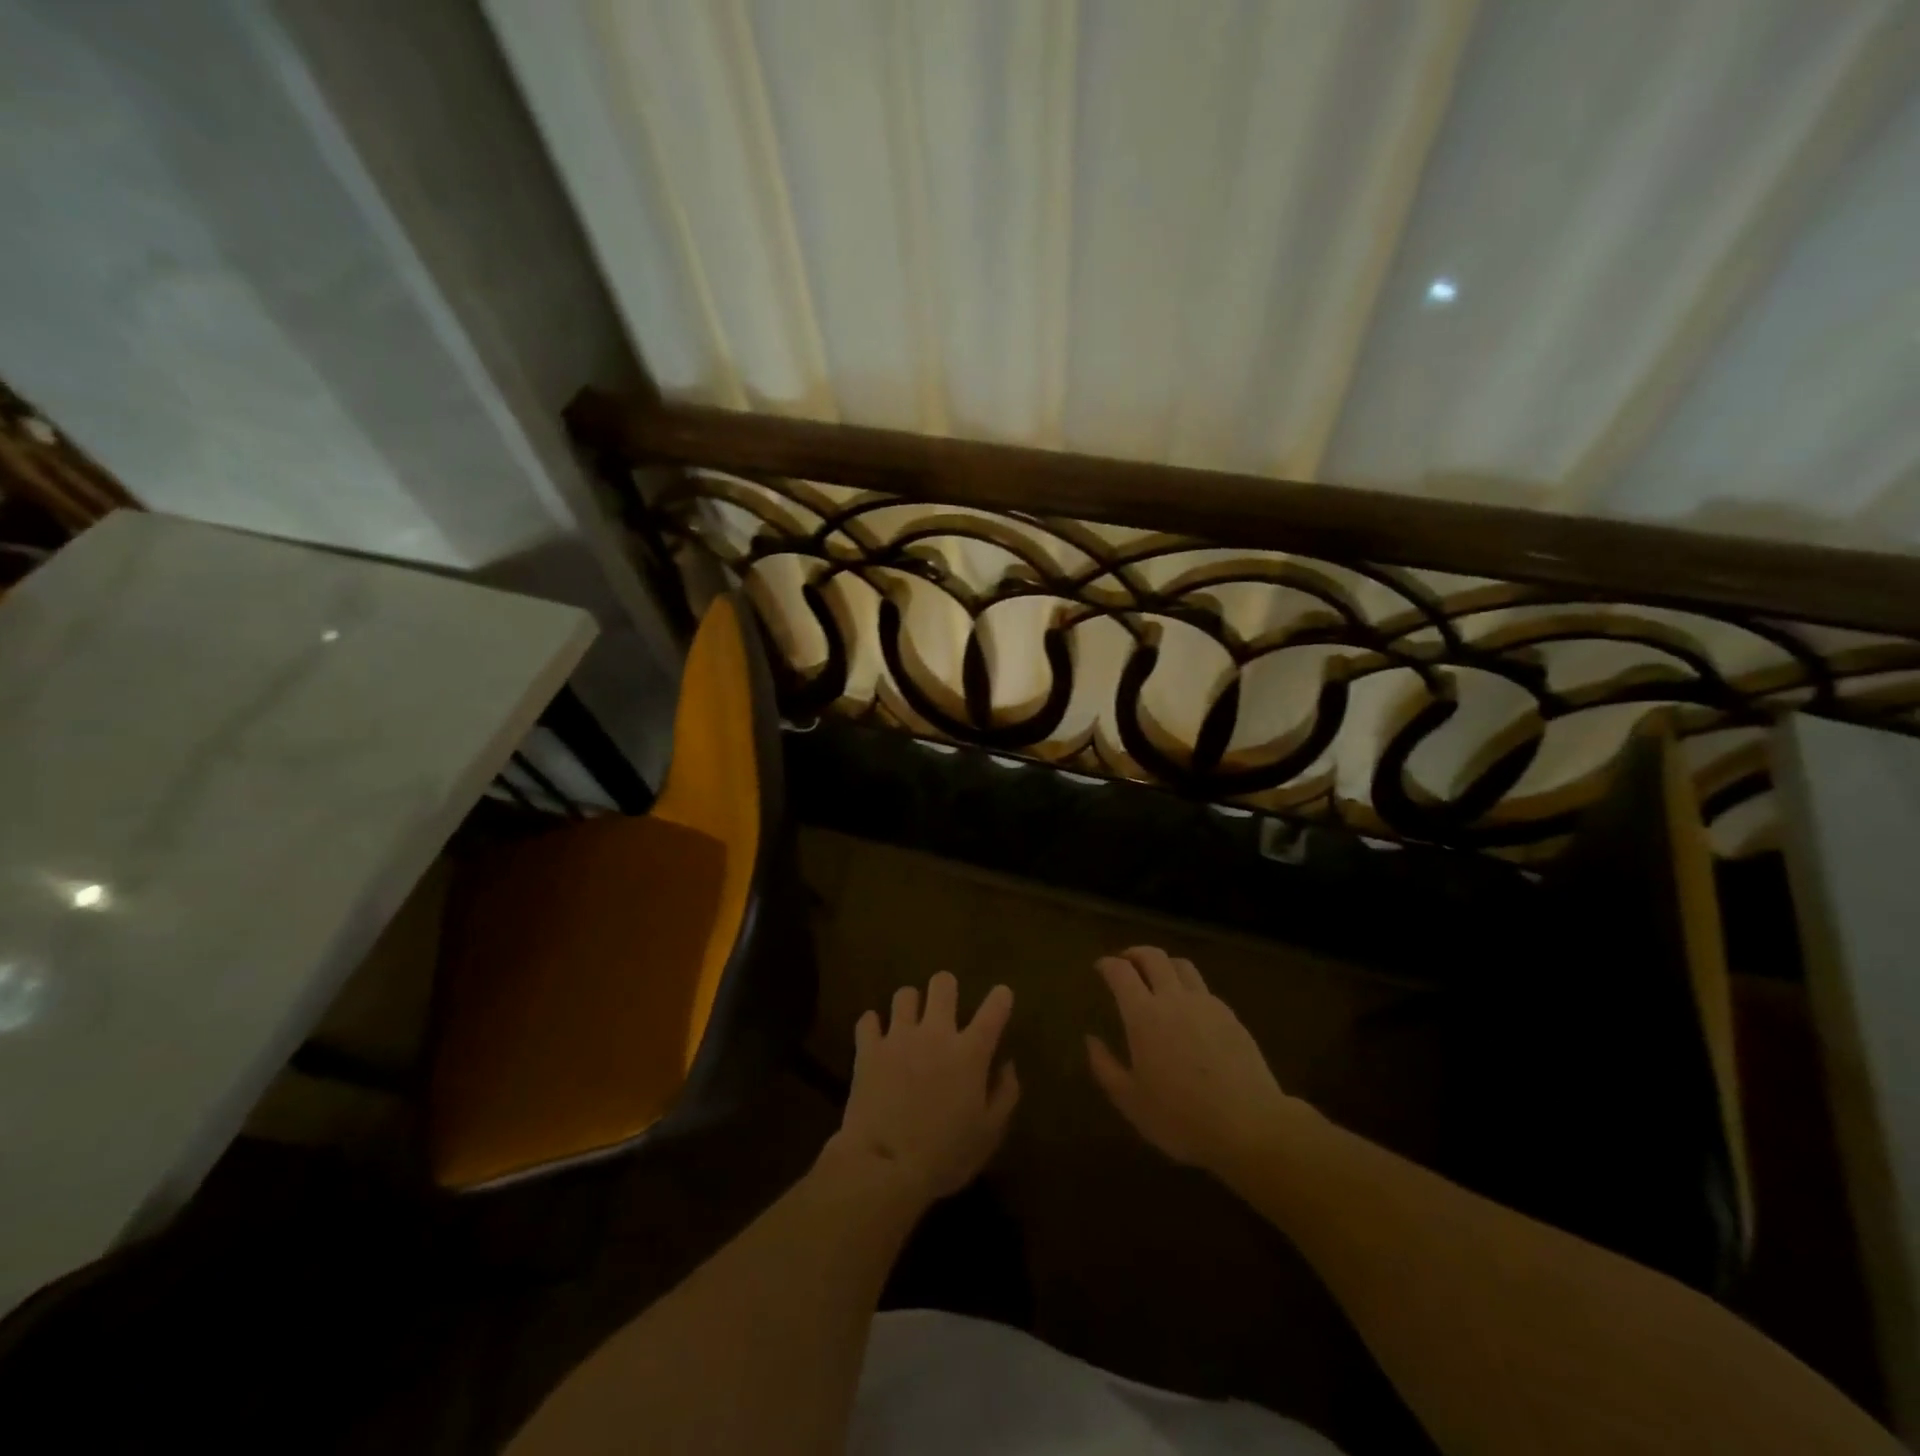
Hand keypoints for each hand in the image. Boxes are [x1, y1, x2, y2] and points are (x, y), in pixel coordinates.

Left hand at [830, 972, 1018, 1203]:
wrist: (886, 1167)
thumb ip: (1005, 1094)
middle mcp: (936, 1033)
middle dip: (945, 987)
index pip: (993, 1010)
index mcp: (970, 1053)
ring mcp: (899, 1037)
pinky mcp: (868, 1049)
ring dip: (910, 1005)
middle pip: (942, 984)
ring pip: (904, 994)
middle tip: (944, 1005)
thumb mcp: (988, 1134)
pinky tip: (876, 1037)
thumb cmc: (945, 1155)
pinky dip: (873, 1026)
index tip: (1001, 994)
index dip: (1000, 997)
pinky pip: (868, 1020)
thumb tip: (1007, 1065)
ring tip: (908, 1021)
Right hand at [1087, 946, 1308, 1174]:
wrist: (1249, 1126)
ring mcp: (1206, 1004)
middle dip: (1134, 953)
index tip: (1100, 967)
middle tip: (1125, 962)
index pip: (1121, 972)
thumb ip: (1105, 1067)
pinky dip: (1188, 987)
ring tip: (1157, 977)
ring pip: (1181, 965)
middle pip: (1152, 956)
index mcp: (1144, 1015)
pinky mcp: (1230, 1016)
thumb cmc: (1181, 1118)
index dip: (1107, 964)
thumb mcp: (1131, 1101)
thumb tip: (1091, 1039)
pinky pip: (1204, 988)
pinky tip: (1188, 1008)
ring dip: (1164, 963)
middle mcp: (1173, 999)